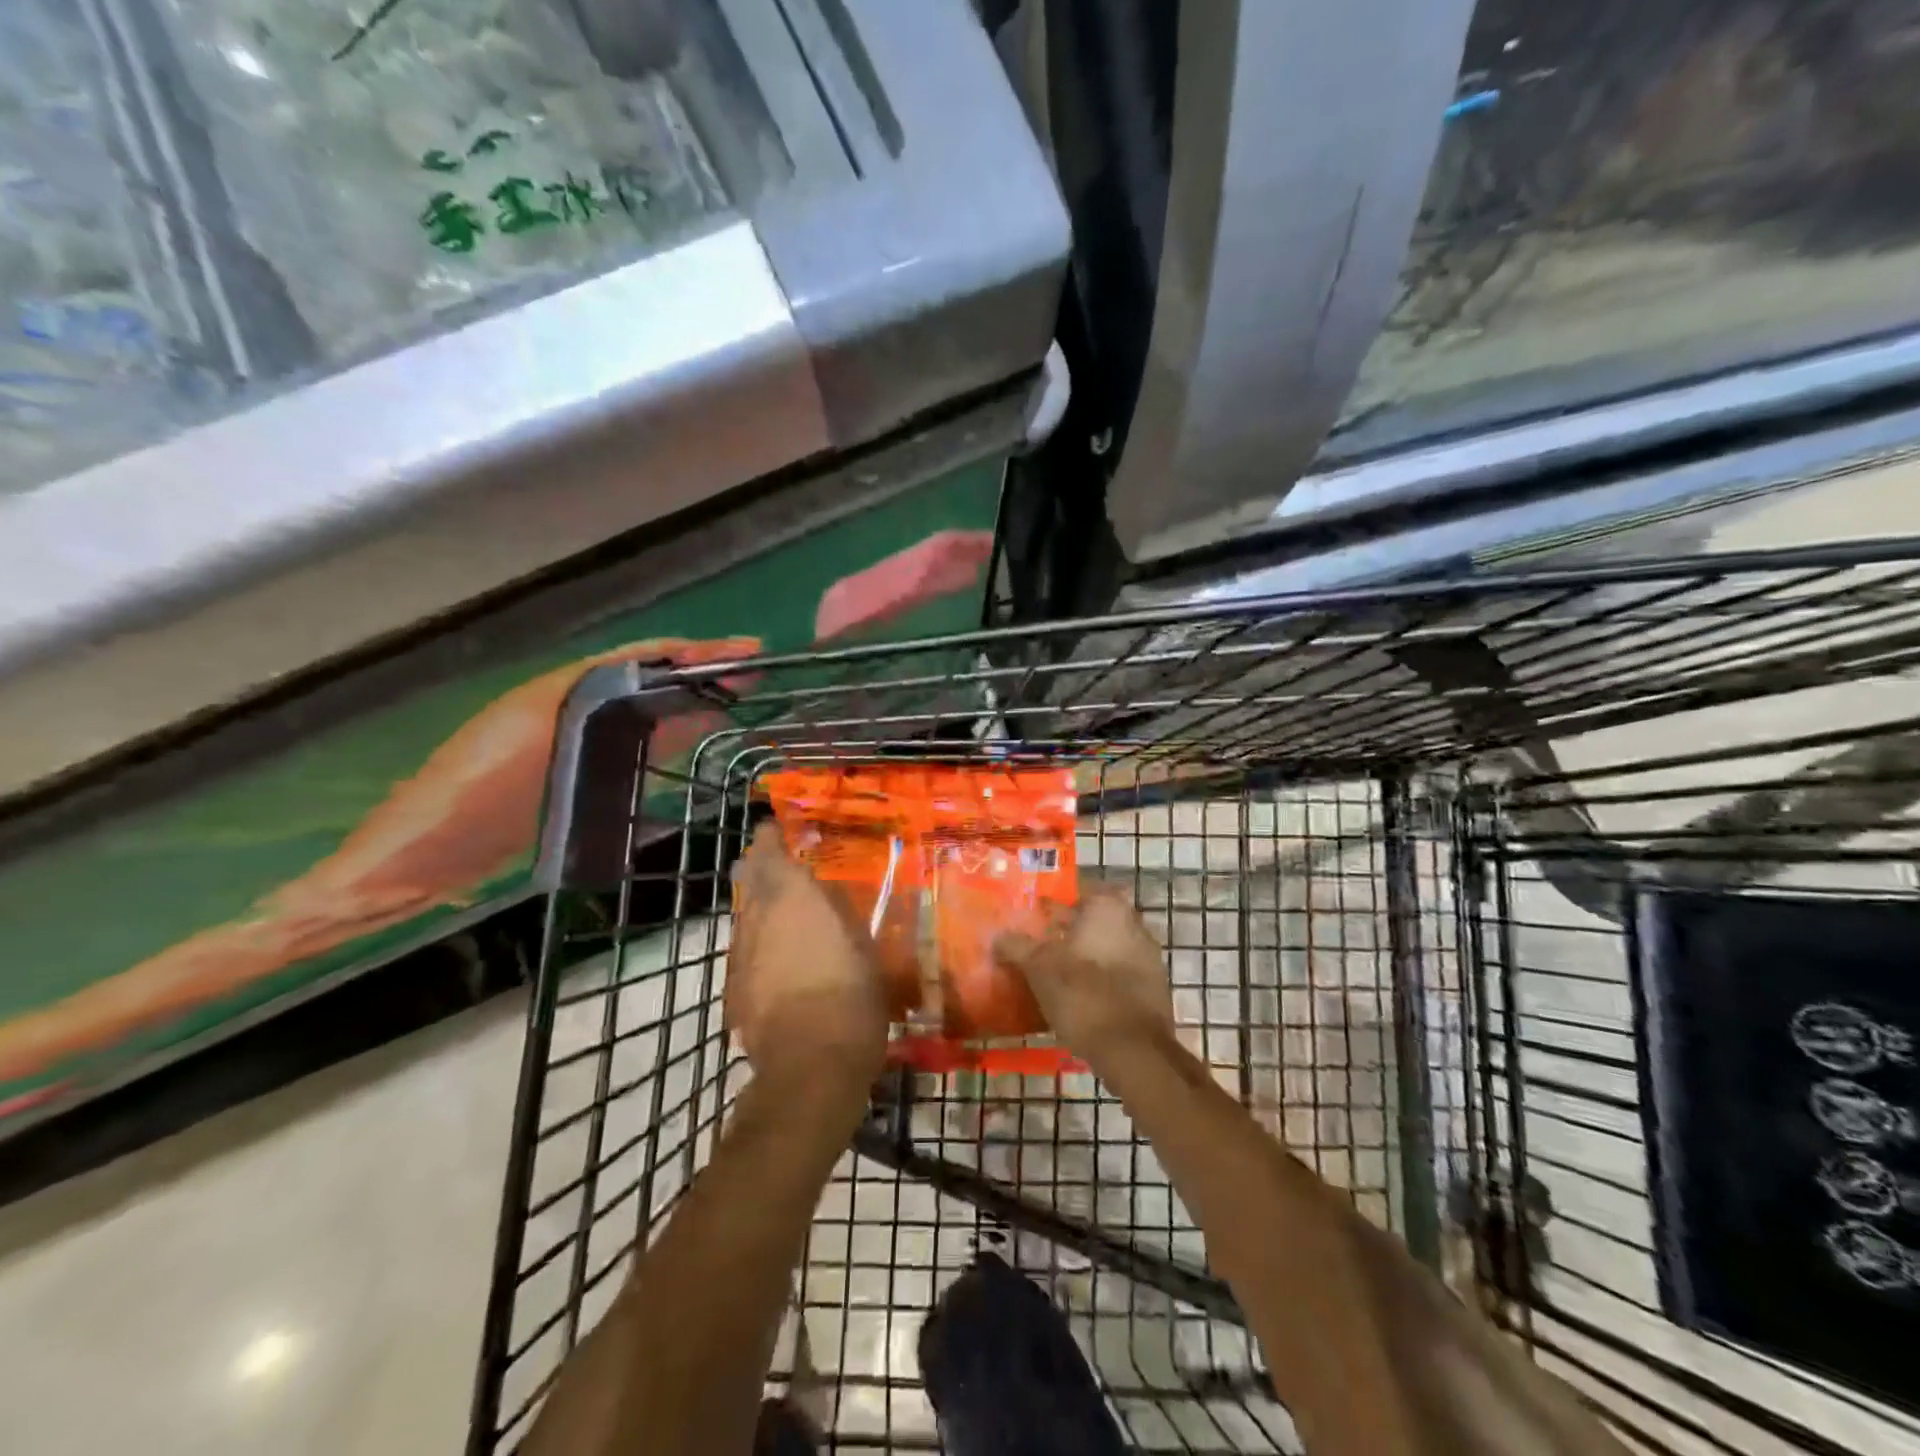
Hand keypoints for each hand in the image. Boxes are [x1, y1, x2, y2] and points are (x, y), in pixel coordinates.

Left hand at [727, 822, 888, 1084]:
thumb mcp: (863, 945)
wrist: (808, 1064)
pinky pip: (746, 949)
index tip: (777, 828)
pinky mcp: (735, 987)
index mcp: (792, 897)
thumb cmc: (850, 995)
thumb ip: (840, 912)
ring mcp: (741, 953)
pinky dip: (760, 942)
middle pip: (749, 879)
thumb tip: (826, 895)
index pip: (770, 852)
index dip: (771, 837)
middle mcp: (758, 917)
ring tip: (783, 909)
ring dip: (760, 905)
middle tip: (780, 863)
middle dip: (761, 867)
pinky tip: (778, 957)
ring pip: (745, 914)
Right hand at [994, 883, 1173, 1063]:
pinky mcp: (1154, 987)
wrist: (1134, 1052)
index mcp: (1108, 908)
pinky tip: (1080, 994)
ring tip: (1055, 971)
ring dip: (1086, 954)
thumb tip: (997, 935)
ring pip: (1109, 945)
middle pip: (1095, 918)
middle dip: (1070, 928)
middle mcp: (1134, 923)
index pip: (1080, 889)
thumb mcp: (1038, 968)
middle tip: (1040, 942)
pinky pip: (1121, 971)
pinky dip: (1102, 977)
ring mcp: (1149, 956)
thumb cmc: (1083, 995)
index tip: (1035, 912)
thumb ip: (1017, 946)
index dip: (1056, 900)